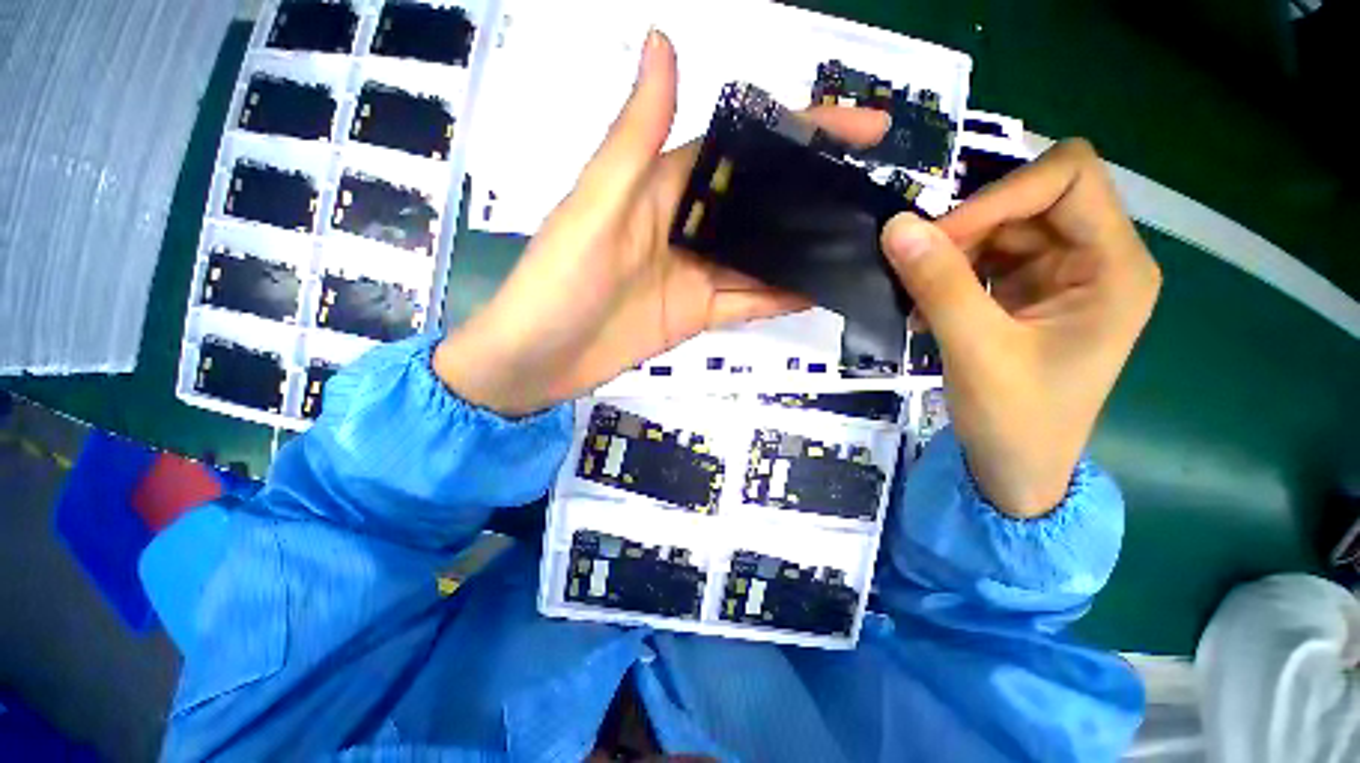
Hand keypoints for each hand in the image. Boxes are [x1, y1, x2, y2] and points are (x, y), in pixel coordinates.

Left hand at [435, 30, 888, 415]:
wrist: (538, 360)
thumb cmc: (558, 282)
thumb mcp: (596, 204)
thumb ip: (636, 136)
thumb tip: (662, 40)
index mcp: (663, 187)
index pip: (742, 148)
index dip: (801, 131)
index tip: (863, 128)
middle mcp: (686, 227)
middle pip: (760, 205)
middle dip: (813, 198)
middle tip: (871, 197)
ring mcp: (694, 275)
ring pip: (759, 257)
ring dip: (803, 251)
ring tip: (858, 244)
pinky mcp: (695, 314)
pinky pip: (747, 301)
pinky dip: (780, 296)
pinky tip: (818, 290)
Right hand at [881, 140, 1160, 517]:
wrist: (1017, 470)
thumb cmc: (1016, 421)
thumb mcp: (976, 352)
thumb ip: (938, 285)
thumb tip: (894, 226)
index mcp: (1115, 267)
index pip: (1069, 177)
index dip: (1001, 194)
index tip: (939, 238)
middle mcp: (1097, 258)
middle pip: (1032, 198)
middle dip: (969, 226)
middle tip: (916, 267)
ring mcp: (1061, 275)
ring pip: (1001, 227)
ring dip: (951, 253)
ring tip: (916, 296)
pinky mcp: (1029, 293)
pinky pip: (984, 258)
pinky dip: (948, 274)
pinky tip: (923, 309)